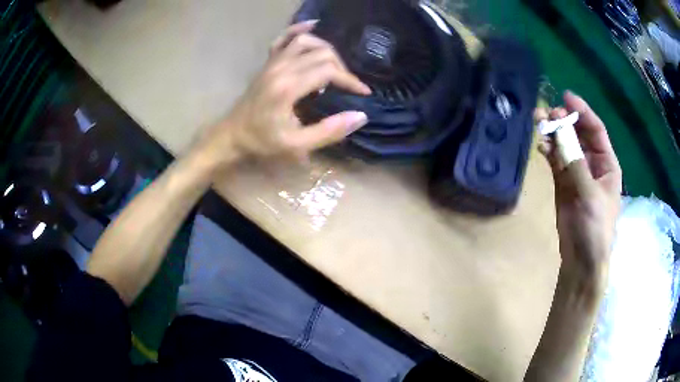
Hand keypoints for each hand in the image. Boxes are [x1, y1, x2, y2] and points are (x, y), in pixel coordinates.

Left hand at [195, 21, 370, 169]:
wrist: (232, 134)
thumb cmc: (262, 141)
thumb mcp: (297, 145)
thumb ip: (329, 131)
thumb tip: (361, 116)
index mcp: (288, 87)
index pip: (328, 71)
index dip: (350, 80)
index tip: (362, 92)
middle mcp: (281, 68)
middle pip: (321, 54)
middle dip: (341, 68)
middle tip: (347, 86)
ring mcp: (273, 62)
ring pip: (306, 41)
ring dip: (326, 50)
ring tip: (335, 67)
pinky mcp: (268, 62)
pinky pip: (284, 38)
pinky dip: (299, 29)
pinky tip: (312, 25)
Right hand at [535, 91, 621, 291]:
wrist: (582, 257)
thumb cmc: (596, 227)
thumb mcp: (591, 195)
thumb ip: (578, 166)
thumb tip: (562, 138)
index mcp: (607, 164)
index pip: (596, 130)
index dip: (583, 112)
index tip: (567, 97)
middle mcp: (593, 163)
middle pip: (578, 134)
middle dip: (565, 121)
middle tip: (549, 114)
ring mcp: (577, 172)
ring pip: (565, 145)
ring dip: (553, 134)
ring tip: (539, 125)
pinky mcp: (563, 182)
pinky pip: (555, 160)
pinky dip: (548, 151)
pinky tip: (540, 145)